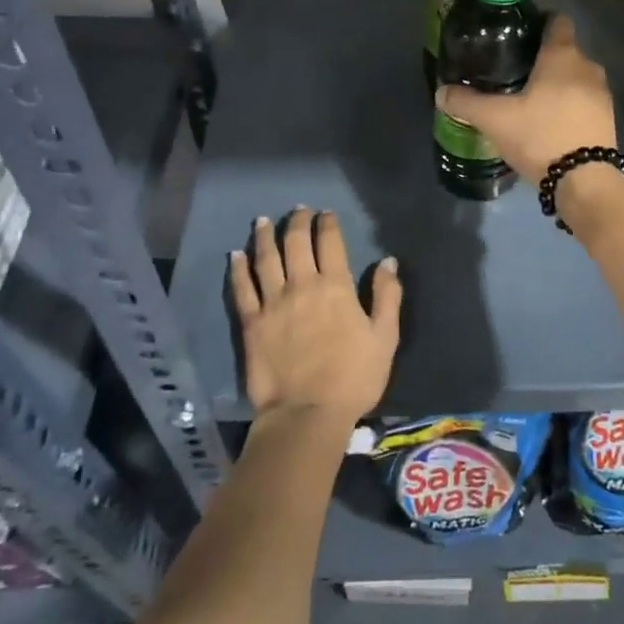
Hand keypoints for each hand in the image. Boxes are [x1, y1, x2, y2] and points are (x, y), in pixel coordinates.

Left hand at [229, 208, 401, 424]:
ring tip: (264, 220)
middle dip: (297, 222)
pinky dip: (238, 268)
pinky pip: (242, 288)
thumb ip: (387, 296)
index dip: (327, 223)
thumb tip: (387, 261)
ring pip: (266, 258)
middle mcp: (302, 285)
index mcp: (336, 287)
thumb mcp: (385, 337)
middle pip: (296, 243)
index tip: (325, 213)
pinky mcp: (251, 323)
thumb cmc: (354, 377)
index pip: (330, 243)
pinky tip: (236, 254)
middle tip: (298, 210)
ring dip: (265, 236)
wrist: (308, 413)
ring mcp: (273, 303)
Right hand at [436, 14, 615, 182]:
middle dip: (542, 57)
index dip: (539, 21)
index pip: (557, 21)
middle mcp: (587, 67)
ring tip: (529, 98)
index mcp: (562, 56)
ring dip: (557, 84)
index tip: (517, 32)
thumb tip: (442, 93)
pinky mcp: (607, 119)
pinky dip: (568, 105)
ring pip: (575, 78)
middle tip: (513, 69)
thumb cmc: (540, 135)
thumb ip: (466, 103)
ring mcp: (602, 94)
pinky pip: (584, 101)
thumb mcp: (495, 119)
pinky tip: (548, 121)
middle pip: (565, 51)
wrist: (585, 180)